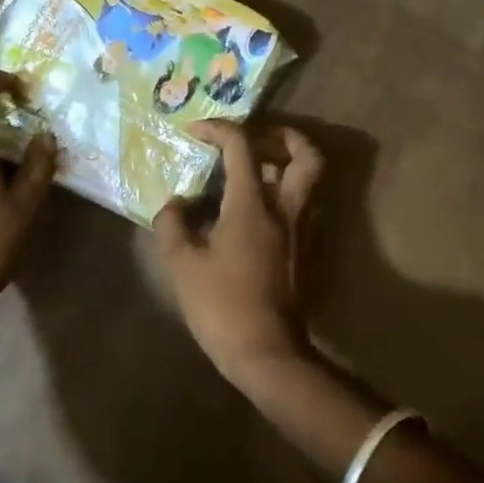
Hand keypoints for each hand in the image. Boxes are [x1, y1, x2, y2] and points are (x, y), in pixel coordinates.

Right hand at [153, 121, 323, 384]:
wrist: (267, 354)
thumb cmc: (221, 305)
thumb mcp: (181, 263)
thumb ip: (172, 223)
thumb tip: (175, 203)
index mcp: (253, 205)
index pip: (242, 147)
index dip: (218, 129)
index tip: (195, 131)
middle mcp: (286, 209)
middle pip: (307, 155)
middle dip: (285, 136)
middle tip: (257, 139)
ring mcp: (302, 231)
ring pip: (311, 181)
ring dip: (288, 165)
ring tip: (254, 172)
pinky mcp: (306, 252)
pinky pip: (304, 207)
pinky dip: (286, 195)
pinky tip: (256, 211)